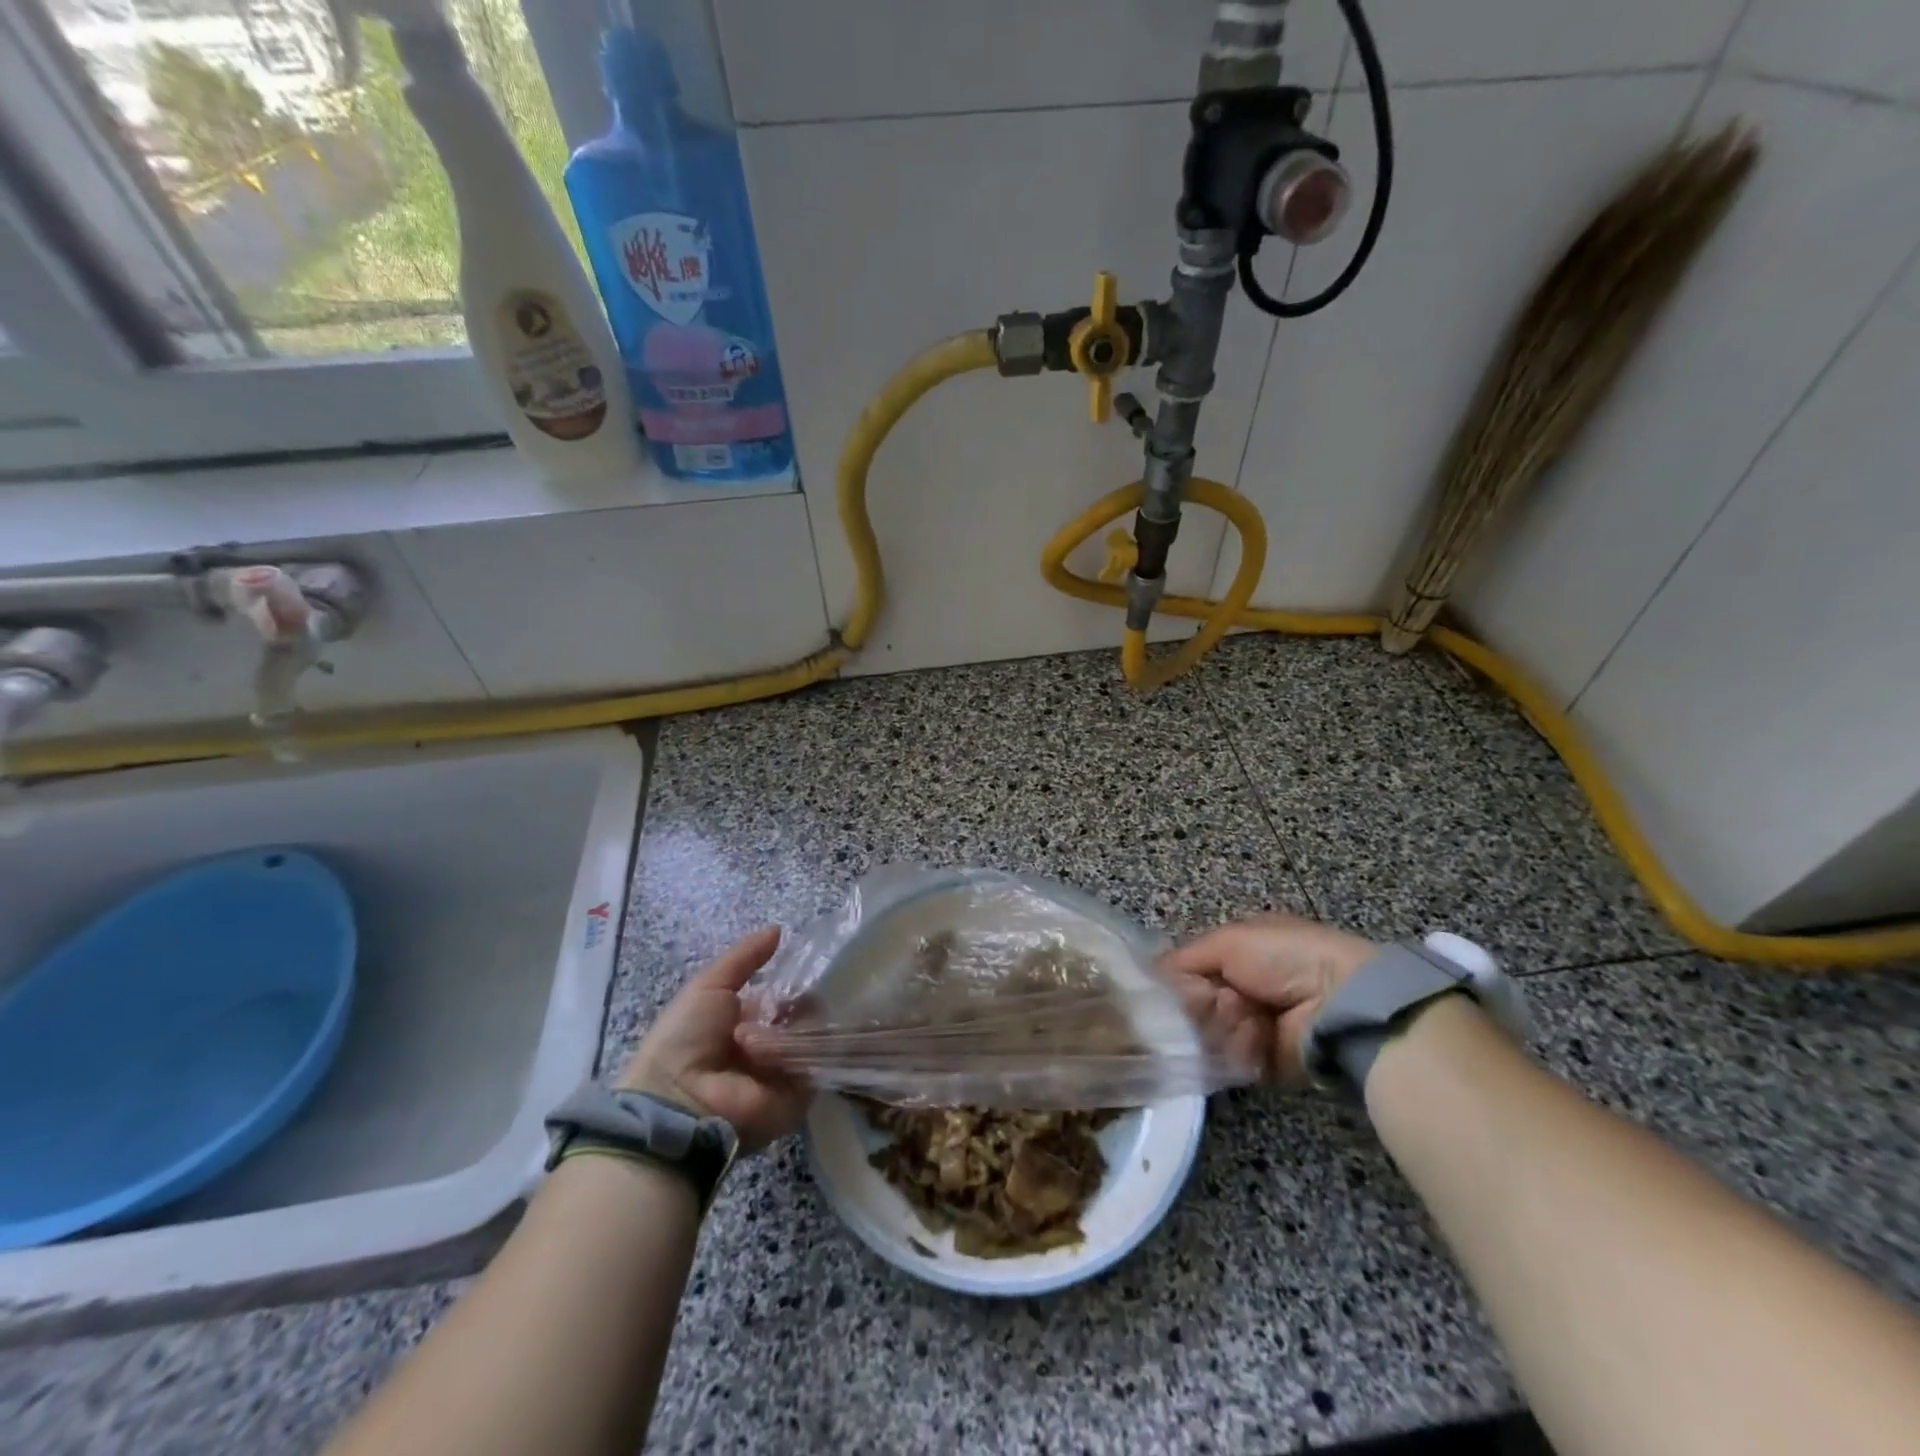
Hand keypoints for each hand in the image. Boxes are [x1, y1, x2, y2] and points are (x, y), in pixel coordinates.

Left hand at [618, 927, 809, 1153]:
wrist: (677, 1099)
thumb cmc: (686, 1037)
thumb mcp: (709, 985)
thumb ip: (744, 957)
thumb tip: (779, 928)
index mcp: (747, 1022)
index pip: (784, 997)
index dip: (793, 982)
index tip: (804, 967)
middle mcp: (769, 1046)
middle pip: (804, 1014)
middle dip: (803, 1002)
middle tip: (796, 999)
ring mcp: (786, 1071)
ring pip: (814, 1034)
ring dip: (801, 1024)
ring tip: (784, 1025)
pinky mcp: (799, 1095)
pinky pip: (817, 1063)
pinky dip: (809, 1049)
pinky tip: (795, 1041)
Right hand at [1161, 913, 1378, 1082]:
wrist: (1338, 1001)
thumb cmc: (1283, 957)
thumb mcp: (1227, 941)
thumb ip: (1182, 959)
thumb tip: (1150, 977)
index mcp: (1238, 953)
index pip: (1190, 971)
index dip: (1178, 980)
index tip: (1171, 987)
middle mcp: (1243, 989)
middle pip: (1195, 1006)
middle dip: (1201, 1003)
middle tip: (1218, 999)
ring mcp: (1252, 1027)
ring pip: (1208, 1034)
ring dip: (1222, 1024)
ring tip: (1244, 1015)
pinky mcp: (1263, 1063)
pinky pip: (1230, 1060)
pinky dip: (1240, 1048)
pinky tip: (1256, 1035)